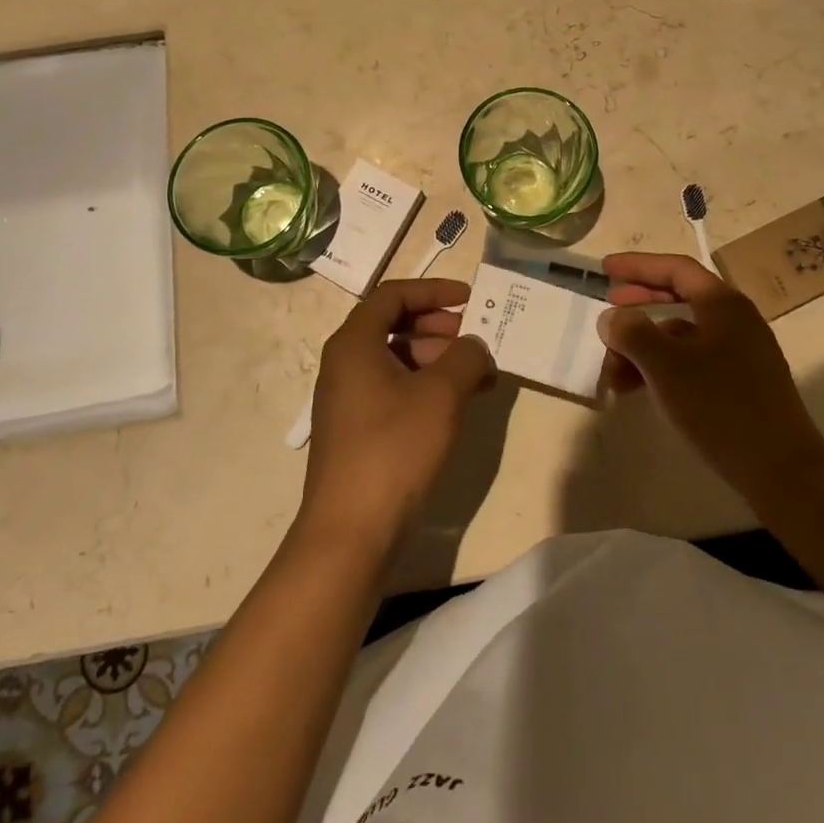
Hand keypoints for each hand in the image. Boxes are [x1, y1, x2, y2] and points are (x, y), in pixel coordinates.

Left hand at [299, 279, 492, 554]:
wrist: (351, 532)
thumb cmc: (394, 448)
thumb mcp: (441, 395)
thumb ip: (466, 357)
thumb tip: (475, 346)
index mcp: (354, 343)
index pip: (393, 295)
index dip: (434, 290)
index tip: (470, 299)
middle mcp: (345, 363)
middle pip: (394, 325)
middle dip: (439, 327)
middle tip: (474, 340)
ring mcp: (348, 399)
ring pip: (397, 359)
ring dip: (438, 360)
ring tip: (478, 377)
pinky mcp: (357, 430)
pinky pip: (394, 390)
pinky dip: (426, 387)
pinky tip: (458, 405)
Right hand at [599, 252, 823, 504]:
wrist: (782, 470)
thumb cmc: (721, 408)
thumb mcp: (666, 366)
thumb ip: (633, 333)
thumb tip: (613, 317)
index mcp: (723, 304)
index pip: (676, 269)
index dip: (638, 265)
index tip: (606, 269)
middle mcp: (735, 321)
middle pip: (679, 298)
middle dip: (639, 304)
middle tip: (608, 311)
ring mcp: (741, 353)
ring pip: (682, 335)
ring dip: (645, 345)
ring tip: (612, 367)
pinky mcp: (740, 383)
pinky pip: (692, 361)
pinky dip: (662, 367)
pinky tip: (638, 388)